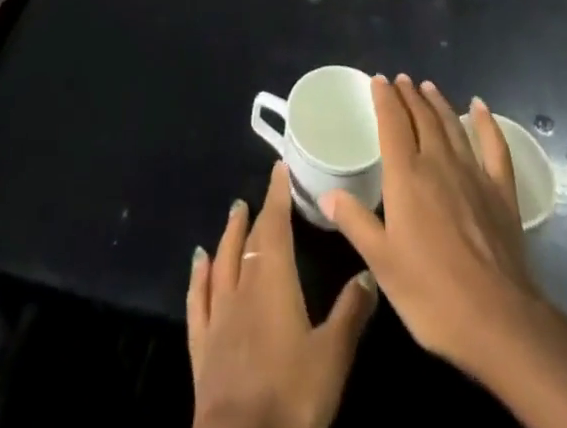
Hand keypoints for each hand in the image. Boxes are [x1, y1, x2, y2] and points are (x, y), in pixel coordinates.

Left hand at [188, 159, 377, 427]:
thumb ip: (350, 312)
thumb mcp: (333, 357)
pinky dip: (199, 275)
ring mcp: (218, 316)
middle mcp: (242, 287)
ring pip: (222, 261)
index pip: (274, 225)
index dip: (277, 195)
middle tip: (261, 195)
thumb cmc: (291, 397)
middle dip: (257, 215)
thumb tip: (368, 273)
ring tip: (233, 213)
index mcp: (273, 281)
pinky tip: (198, 262)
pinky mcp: (202, 345)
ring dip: (228, 235)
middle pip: (248, 241)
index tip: (279, 168)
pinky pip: (198, 299)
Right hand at [319, 75, 537, 374]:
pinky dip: (486, 123)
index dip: (384, 99)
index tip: (378, 80)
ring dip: (438, 103)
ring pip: (452, 125)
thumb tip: (327, 194)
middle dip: (409, 96)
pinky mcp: (501, 191)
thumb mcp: (382, 263)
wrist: (497, 319)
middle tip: (401, 80)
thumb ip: (355, 222)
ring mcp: (473, 173)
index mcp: (406, 176)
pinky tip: (480, 107)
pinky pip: (494, 146)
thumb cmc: (431, 293)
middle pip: (422, 118)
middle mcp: (438, 163)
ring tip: (428, 86)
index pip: (392, 123)